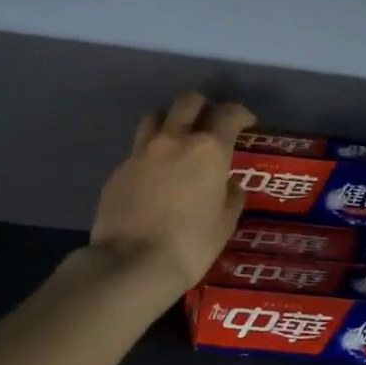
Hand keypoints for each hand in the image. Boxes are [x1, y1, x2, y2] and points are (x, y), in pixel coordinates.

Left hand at [90, 91, 254, 299]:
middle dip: (202, 106)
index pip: (229, 115)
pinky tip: (153, 175)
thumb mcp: (224, 225)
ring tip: (176, 140)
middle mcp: (174, 140)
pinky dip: (150, 153)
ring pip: (156, 117)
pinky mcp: (119, 169)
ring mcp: (141, 152)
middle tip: (209, 124)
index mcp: (208, 150)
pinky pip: (137, 149)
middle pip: (187, 101)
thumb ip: (231, 197)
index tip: (246, 123)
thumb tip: (229, 184)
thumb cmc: (190, 246)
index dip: (241, 114)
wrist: (131, 263)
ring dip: (170, 121)